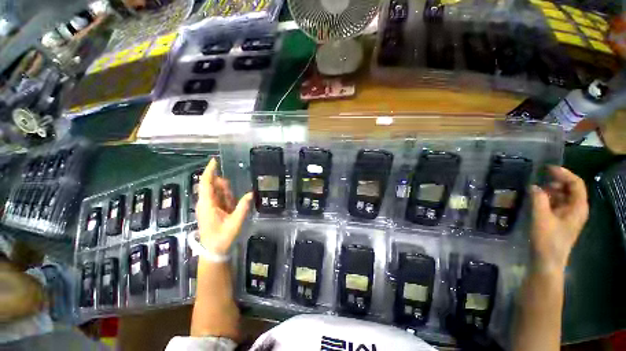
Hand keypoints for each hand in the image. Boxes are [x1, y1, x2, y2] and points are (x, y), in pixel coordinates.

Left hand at [197, 158, 252, 254]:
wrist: (214, 251)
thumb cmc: (222, 238)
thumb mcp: (235, 223)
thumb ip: (243, 207)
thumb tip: (251, 193)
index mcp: (207, 205)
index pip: (206, 183)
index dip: (210, 171)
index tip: (215, 161)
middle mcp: (205, 203)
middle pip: (213, 187)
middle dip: (224, 188)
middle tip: (232, 201)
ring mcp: (208, 207)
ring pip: (218, 193)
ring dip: (227, 197)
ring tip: (232, 210)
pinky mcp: (211, 210)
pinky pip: (220, 199)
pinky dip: (227, 201)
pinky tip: (231, 210)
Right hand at [530, 166, 588, 272]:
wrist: (547, 261)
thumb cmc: (547, 240)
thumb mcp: (541, 218)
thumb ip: (538, 199)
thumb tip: (533, 186)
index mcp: (578, 207)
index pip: (576, 184)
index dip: (563, 173)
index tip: (547, 168)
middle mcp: (576, 209)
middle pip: (570, 189)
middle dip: (556, 182)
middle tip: (539, 180)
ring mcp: (568, 215)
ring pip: (562, 196)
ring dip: (550, 191)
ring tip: (535, 190)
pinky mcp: (560, 220)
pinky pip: (556, 204)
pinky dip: (547, 199)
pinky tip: (536, 200)